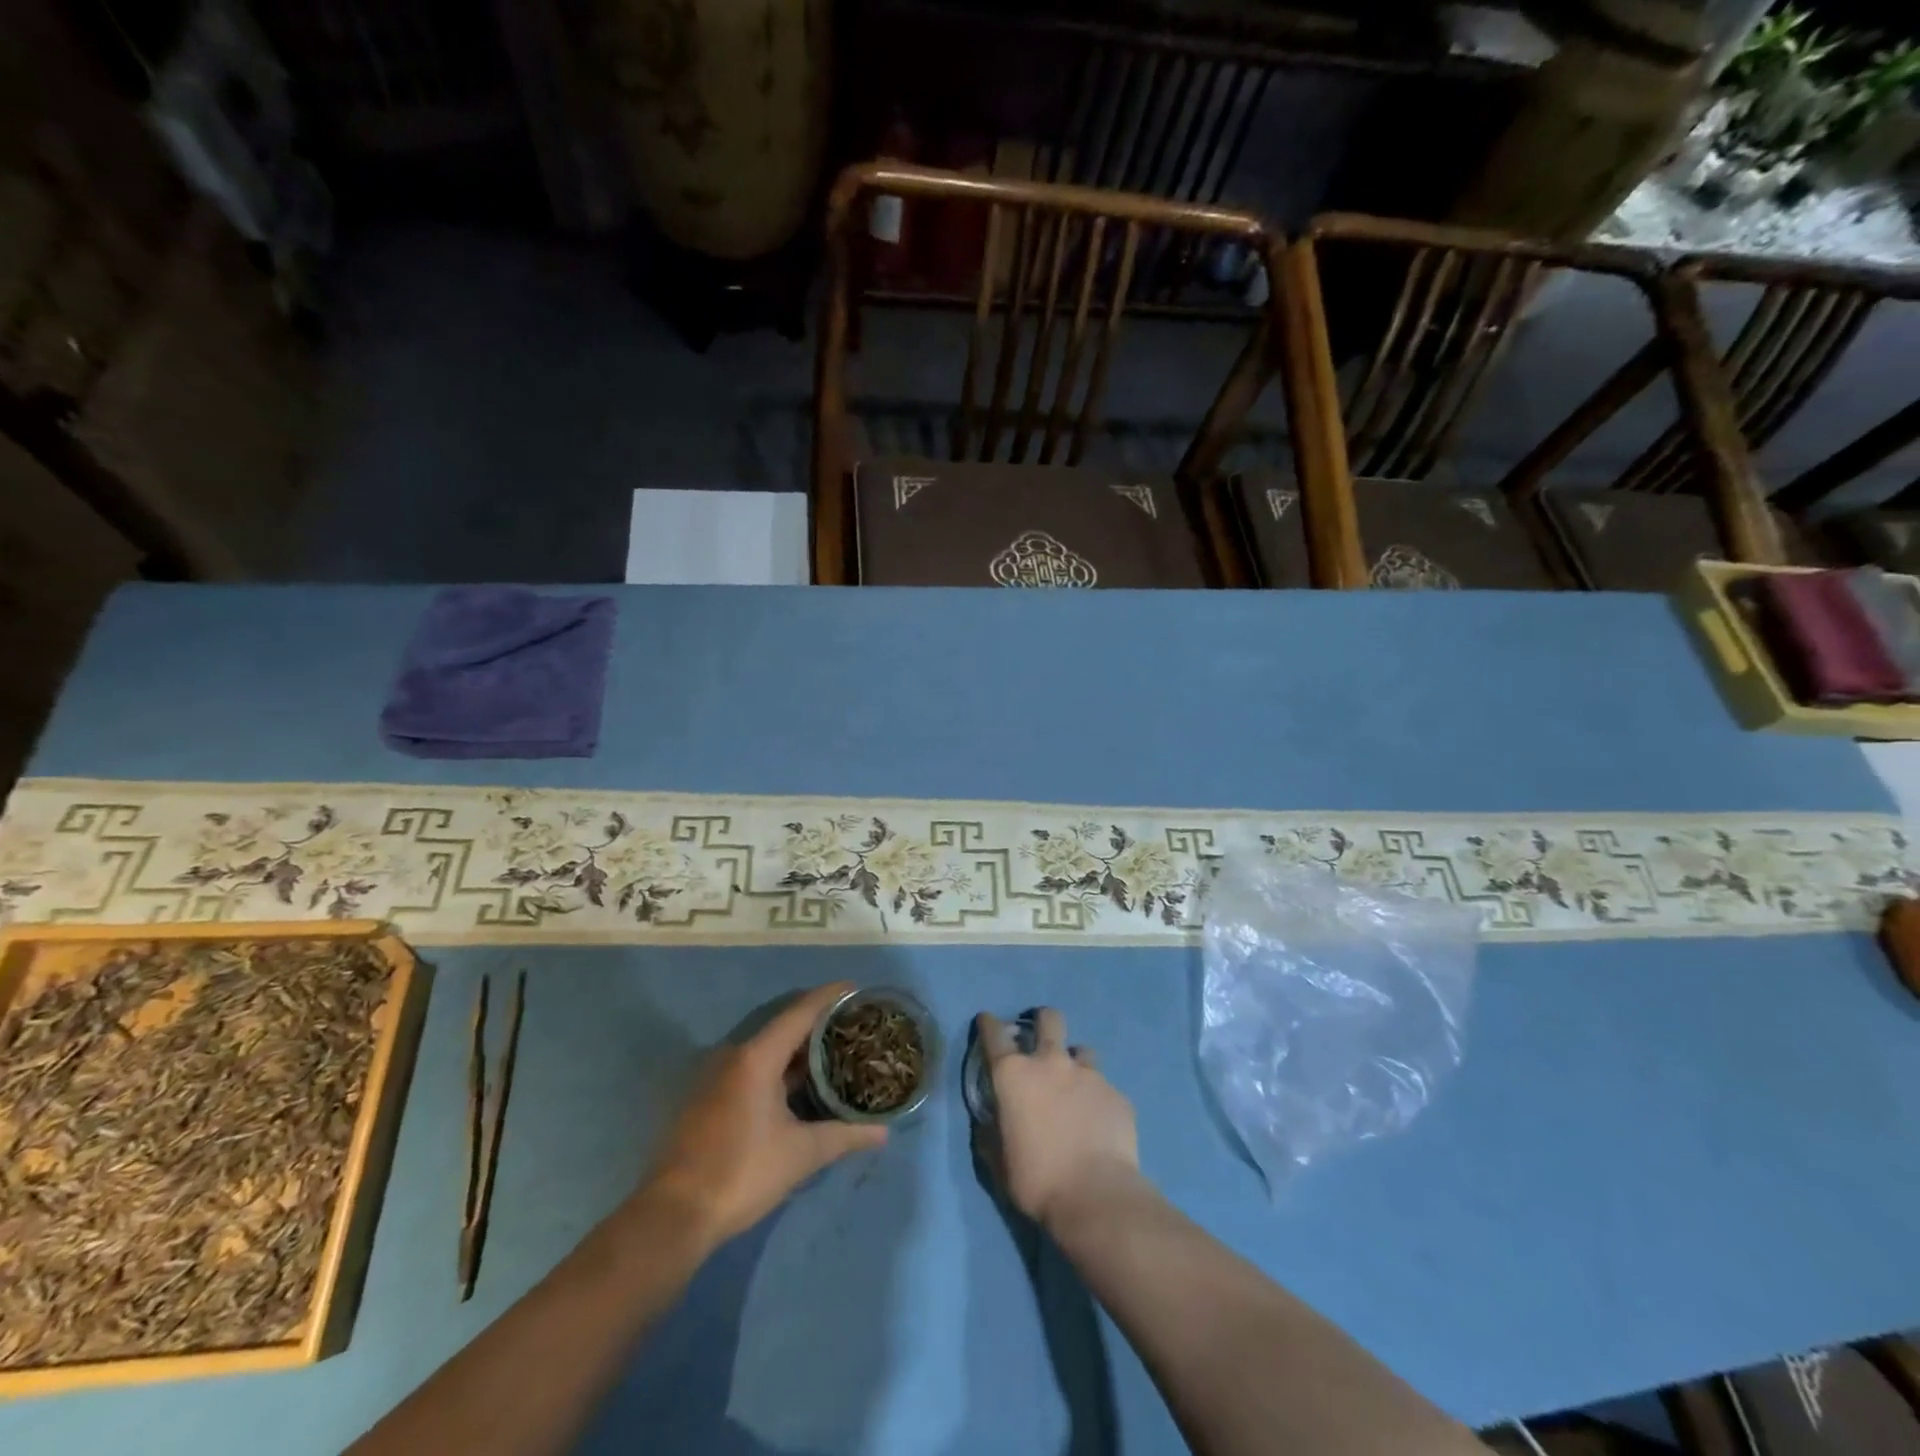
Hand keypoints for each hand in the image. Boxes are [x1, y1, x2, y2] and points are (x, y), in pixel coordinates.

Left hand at [638, 983, 886, 1248]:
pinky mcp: (707, 1096)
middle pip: (784, 1025)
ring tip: (832, 1052)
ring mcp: (716, 1075)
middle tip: (852, 1026)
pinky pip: (751, 1066)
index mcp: (757, 1057)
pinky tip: (797, 1084)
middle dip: (818, 1023)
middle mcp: (734, 1055)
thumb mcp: (801, 1154)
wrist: (673, 1215)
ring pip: (766, 1048)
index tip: (856, 988)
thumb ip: (845, 1136)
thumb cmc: (742, 1173)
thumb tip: (884, 1132)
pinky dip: (777, 1066)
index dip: (830, 996)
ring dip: (797, 1048)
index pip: (800, 1012)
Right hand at [975, 1007, 1140, 1231]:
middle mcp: (1051, 1063)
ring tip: (1076, 1088)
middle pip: (1049, 1019)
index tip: (987, 1022)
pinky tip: (1099, 1124)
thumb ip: (993, 1133)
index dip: (988, 1024)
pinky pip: (1105, 1088)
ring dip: (1075, 1064)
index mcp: (1014, 1075)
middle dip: (1043, 1021)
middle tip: (1041, 1038)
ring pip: (1082, 1051)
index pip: (994, 1034)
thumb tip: (992, 1123)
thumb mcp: (1000, 1162)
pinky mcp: (1116, 1094)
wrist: (1097, 1197)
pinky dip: (1098, 1099)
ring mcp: (1088, 1075)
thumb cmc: (1037, 1181)